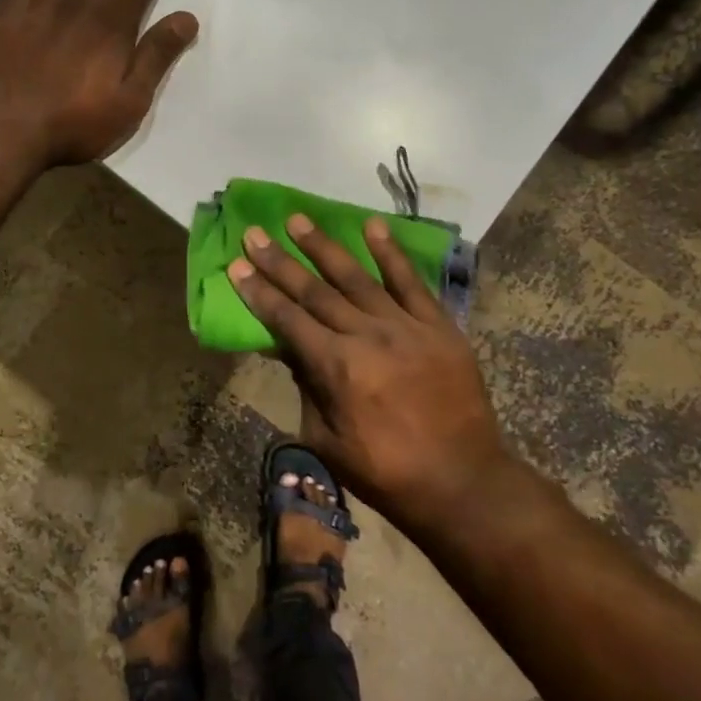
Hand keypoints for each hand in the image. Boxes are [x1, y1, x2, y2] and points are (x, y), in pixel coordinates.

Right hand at [229, 214, 508, 532]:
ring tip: (297, 220)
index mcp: (336, 367)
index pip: (287, 319)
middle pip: (314, 291)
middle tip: (254, 232)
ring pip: (356, 277)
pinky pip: (410, 282)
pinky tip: (373, 226)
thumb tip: (287, 349)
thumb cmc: (386, 471)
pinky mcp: (438, 325)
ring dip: (323, 246)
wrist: (462, 481)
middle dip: (279, 261)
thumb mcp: (326, 440)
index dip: (259, 291)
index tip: (237, 264)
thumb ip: (305, 388)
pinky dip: (391, 253)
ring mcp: (405, 326)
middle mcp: (366, 335)